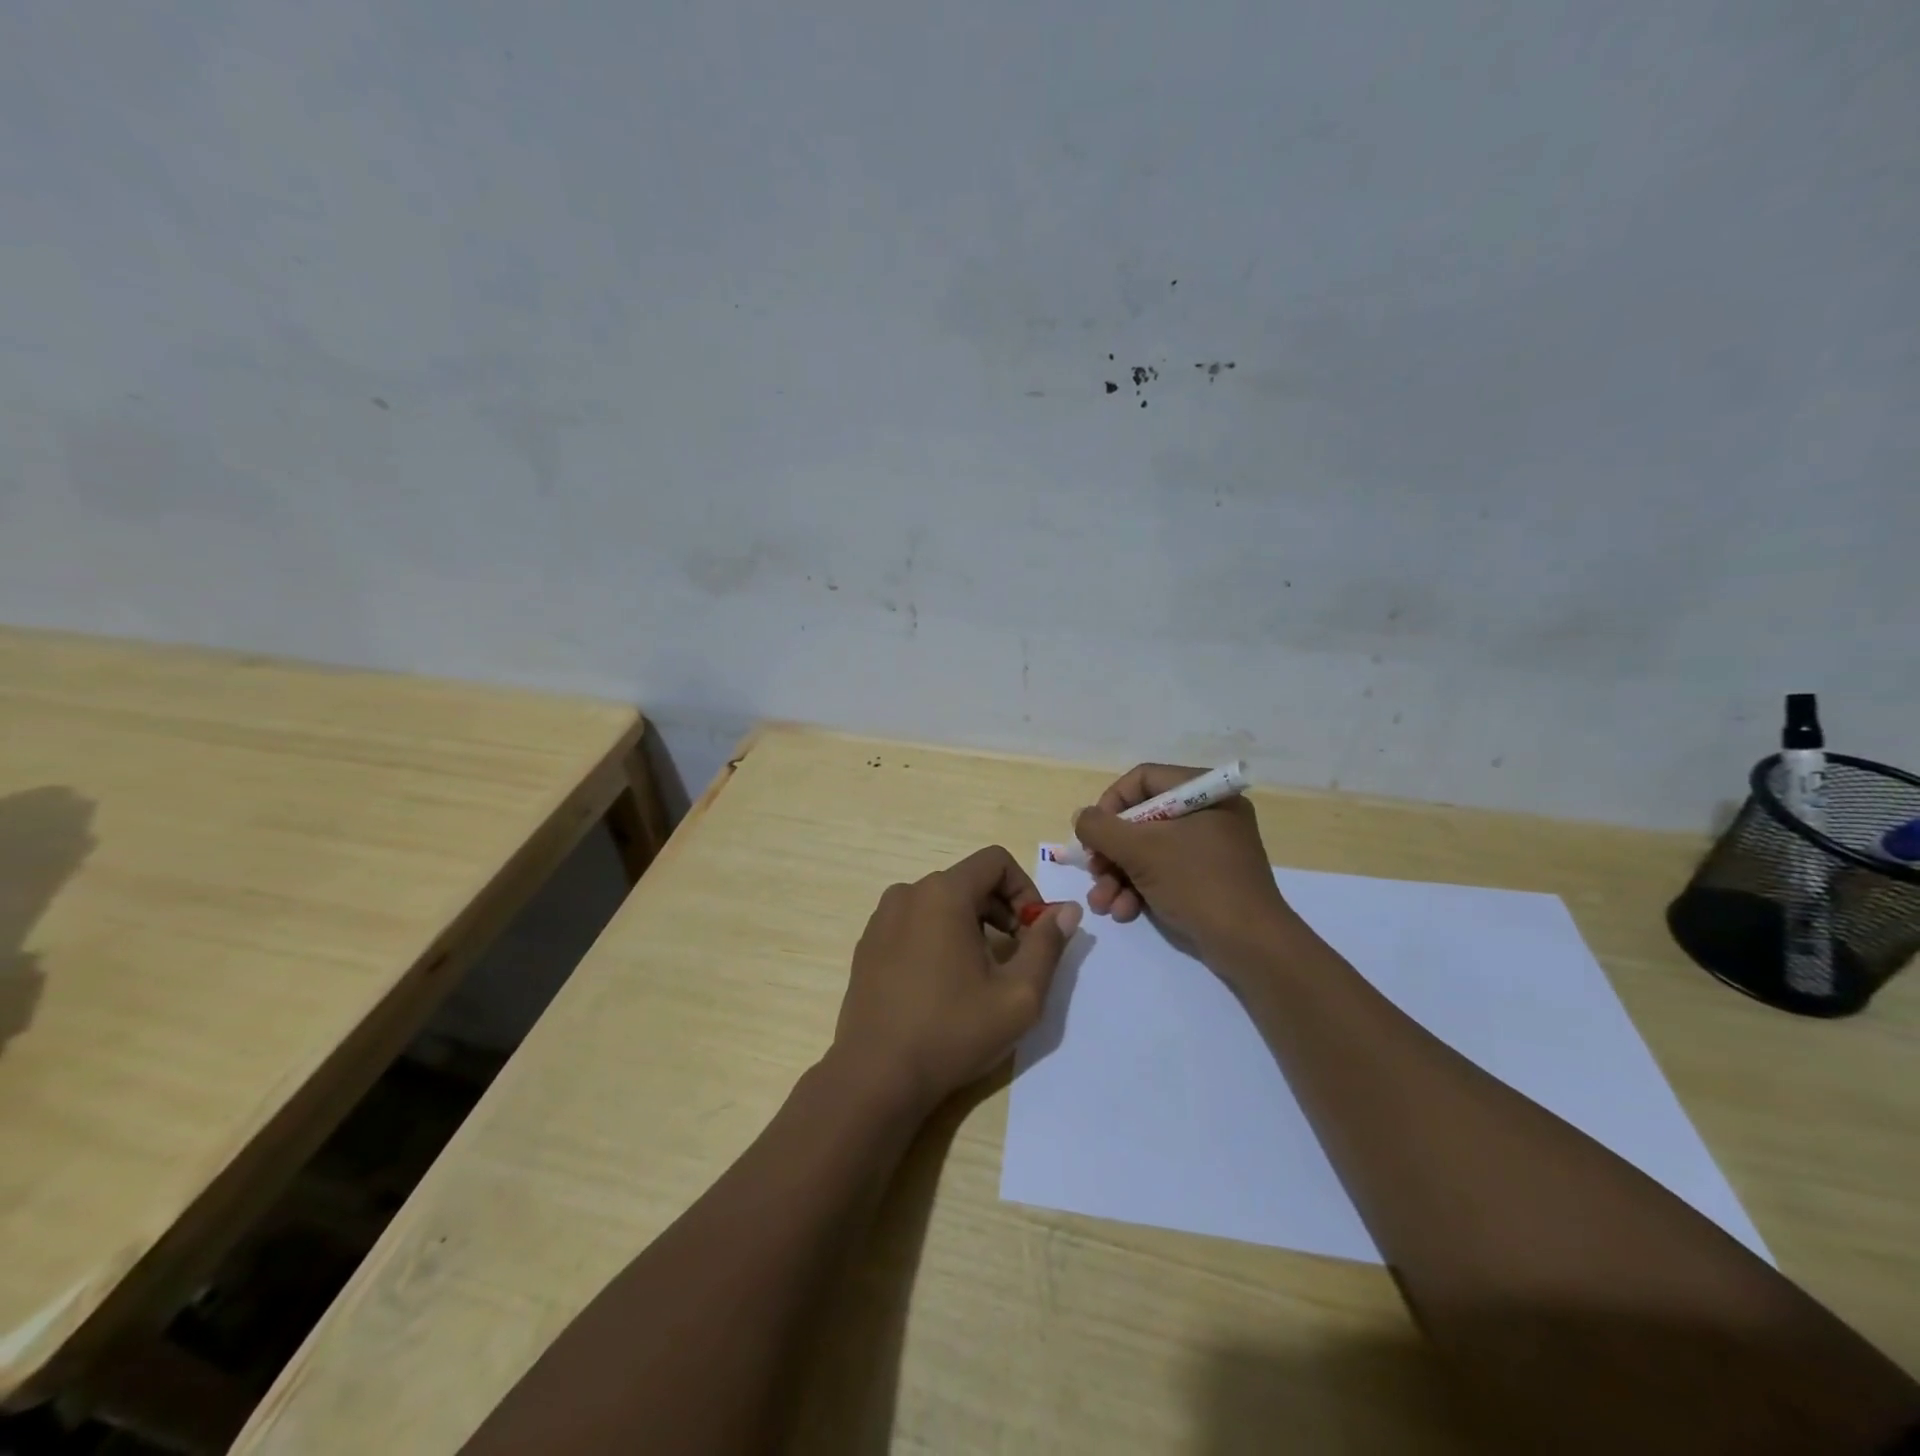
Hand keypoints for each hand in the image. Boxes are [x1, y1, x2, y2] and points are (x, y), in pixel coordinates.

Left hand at [832, 846, 1081, 1115]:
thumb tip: (1067, 910)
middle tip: (1016, 958)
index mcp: (943, 893)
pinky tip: (942, 984)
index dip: (1025, 890)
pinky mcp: (868, 944)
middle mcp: (908, 893)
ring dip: (971, 925)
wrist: (876, 1076)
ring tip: (980, 974)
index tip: (1034, 934)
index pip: (995, 861)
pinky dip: (938, 937)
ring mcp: (882, 918)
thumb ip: (1048, 945)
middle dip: (1001, 910)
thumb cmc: (952, 1031)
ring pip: (941, 902)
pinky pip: (914, 922)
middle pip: (968, 881)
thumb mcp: (1018, 995)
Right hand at [1073, 763, 1292, 960]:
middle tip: (1093, 872)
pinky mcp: (1206, 880)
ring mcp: (1208, 849)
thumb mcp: (1141, 851)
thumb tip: (1081, 818)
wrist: (1251, 946)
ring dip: (1118, 876)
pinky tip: (1124, 912)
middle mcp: (1208, 815)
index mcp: (1205, 794)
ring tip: (1102, 903)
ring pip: (1147, 850)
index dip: (1111, 803)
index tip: (1094, 833)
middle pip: (1141, 819)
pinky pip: (1163, 872)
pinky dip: (1139, 889)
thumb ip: (1101, 828)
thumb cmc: (1198, 884)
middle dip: (1111, 851)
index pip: (1143, 780)